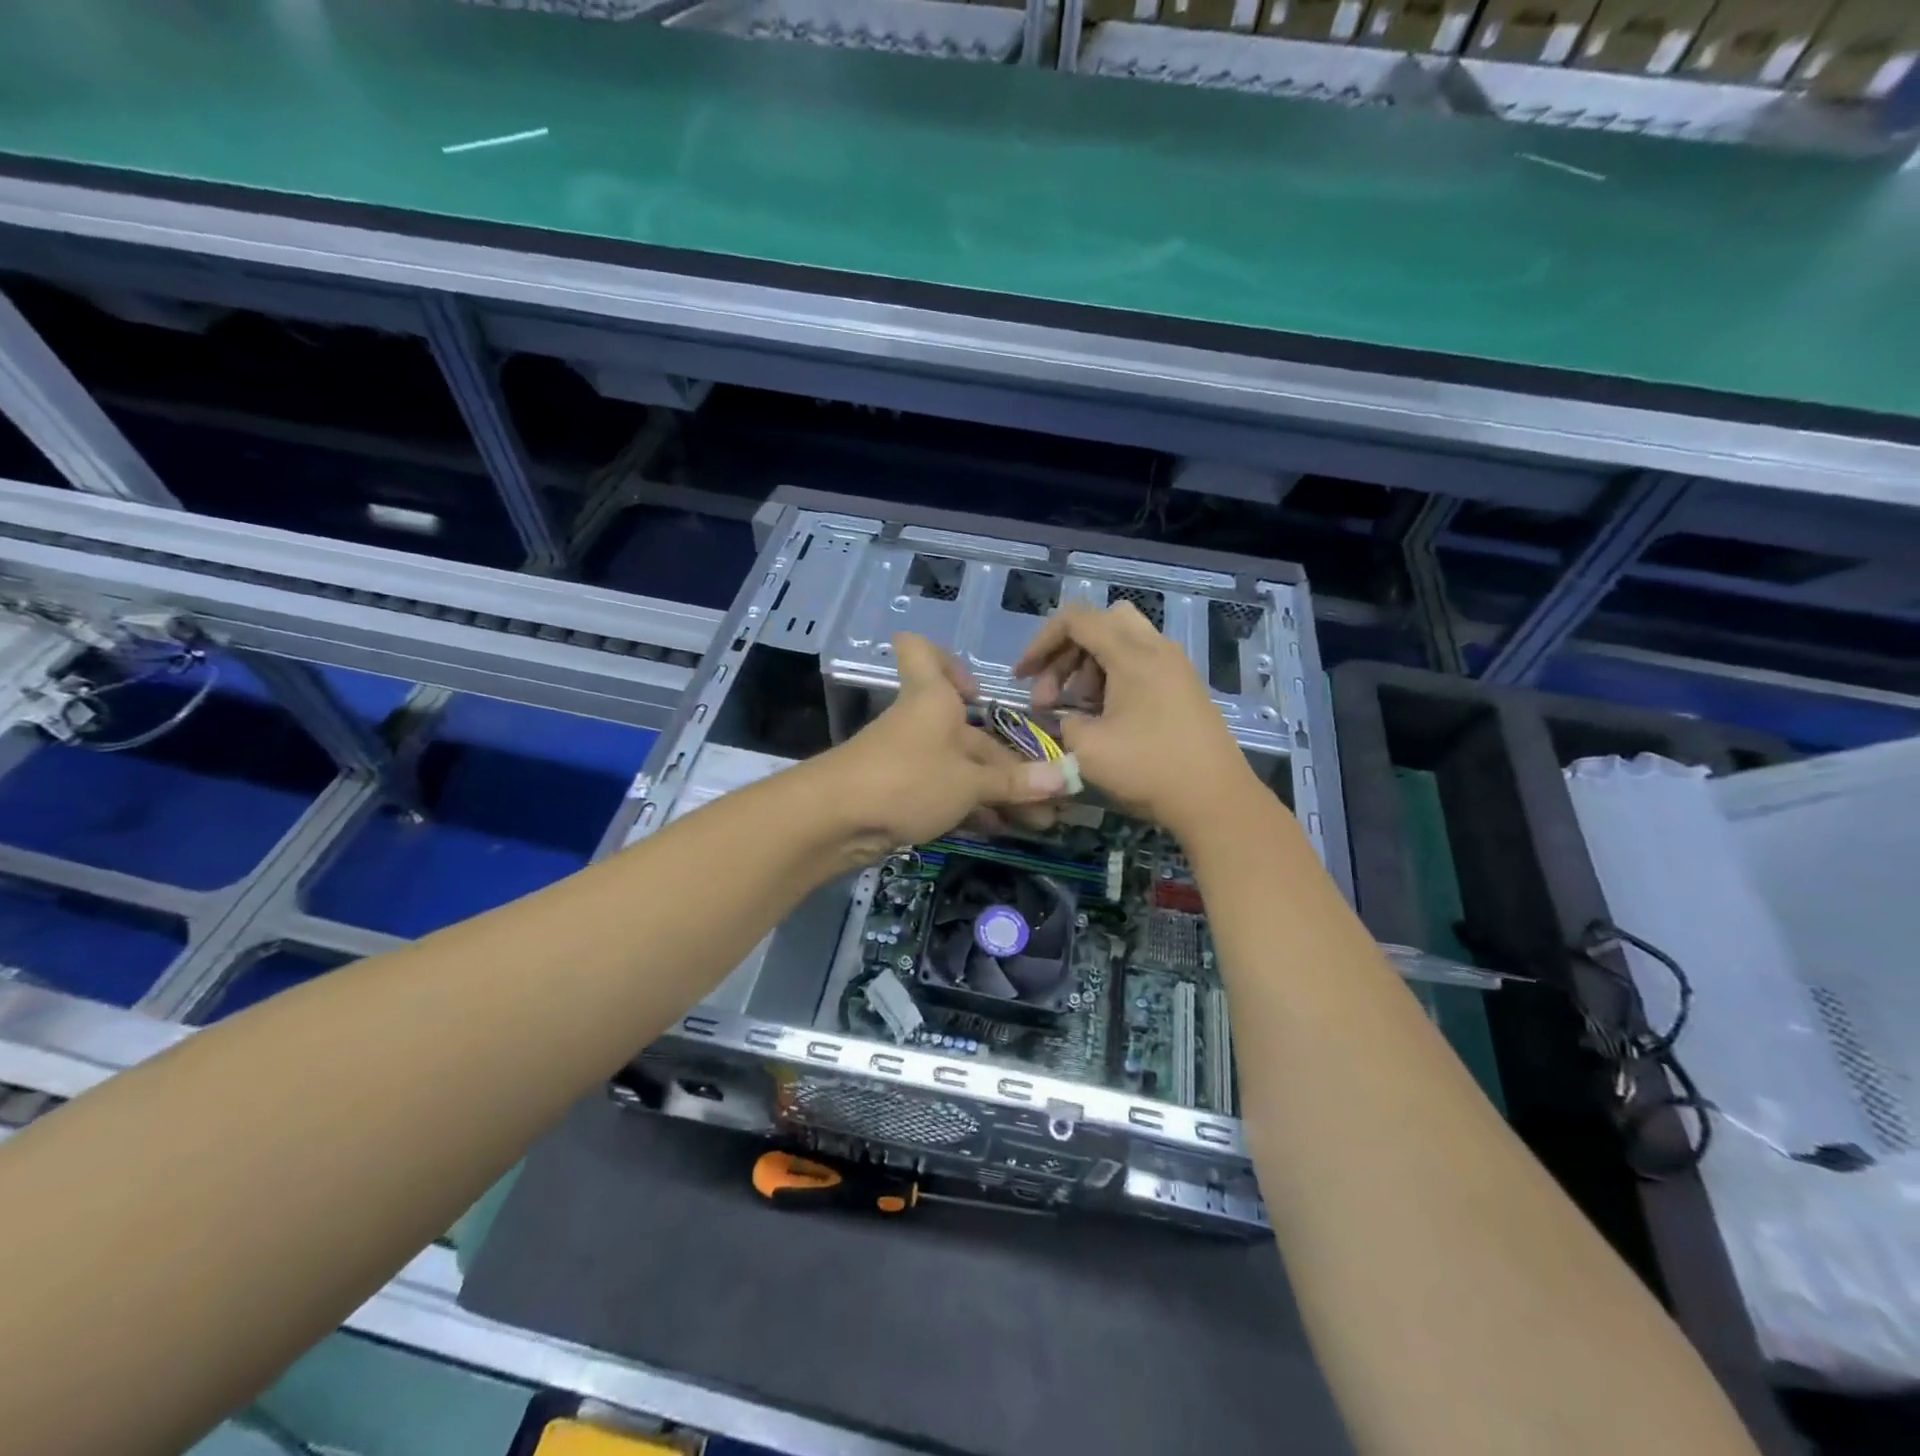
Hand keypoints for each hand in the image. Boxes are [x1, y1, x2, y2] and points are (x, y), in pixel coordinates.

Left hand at [814, 633, 1067, 860]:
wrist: (834, 821)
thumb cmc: (908, 778)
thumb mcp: (969, 781)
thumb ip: (1015, 783)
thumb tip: (1066, 779)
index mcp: (934, 699)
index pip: (921, 651)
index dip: (947, 661)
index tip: (976, 692)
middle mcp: (922, 722)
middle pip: (970, 735)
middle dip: (1012, 768)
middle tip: (1050, 802)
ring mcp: (909, 761)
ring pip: (962, 770)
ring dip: (1000, 795)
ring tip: (1039, 824)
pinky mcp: (900, 795)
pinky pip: (947, 795)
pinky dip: (974, 809)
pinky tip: (1004, 830)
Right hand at [1014, 602, 1253, 836]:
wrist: (1215, 799)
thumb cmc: (1148, 769)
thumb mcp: (1088, 748)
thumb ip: (1064, 721)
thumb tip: (1066, 717)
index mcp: (1132, 654)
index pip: (1076, 620)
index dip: (1040, 643)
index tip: (1022, 677)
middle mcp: (1157, 649)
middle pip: (1101, 623)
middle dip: (1066, 652)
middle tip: (1049, 694)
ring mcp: (1175, 667)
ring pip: (1121, 643)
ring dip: (1088, 667)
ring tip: (1075, 710)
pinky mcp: (1184, 688)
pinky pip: (1140, 664)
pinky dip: (1113, 678)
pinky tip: (1104, 717)